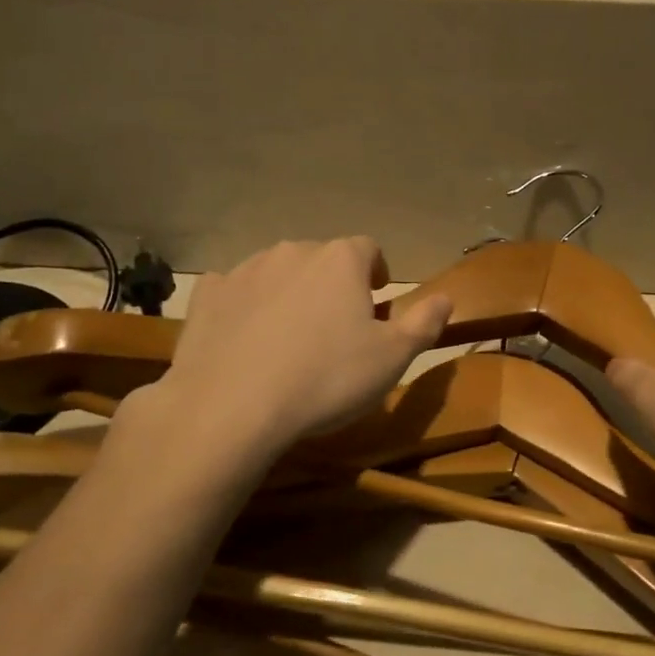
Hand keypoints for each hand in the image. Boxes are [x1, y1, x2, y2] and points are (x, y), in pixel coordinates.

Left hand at [157, 237, 451, 457]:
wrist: (233, 405)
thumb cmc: (326, 379)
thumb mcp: (392, 359)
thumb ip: (423, 323)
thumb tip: (446, 297)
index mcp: (340, 261)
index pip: (368, 249)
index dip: (376, 272)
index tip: (376, 299)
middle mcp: (292, 251)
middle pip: (321, 260)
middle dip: (331, 285)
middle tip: (335, 328)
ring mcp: (245, 270)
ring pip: (277, 273)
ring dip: (289, 294)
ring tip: (290, 338)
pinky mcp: (208, 295)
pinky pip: (233, 291)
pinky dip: (244, 307)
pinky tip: (245, 340)